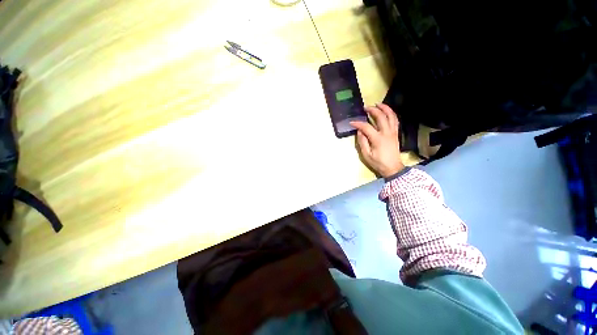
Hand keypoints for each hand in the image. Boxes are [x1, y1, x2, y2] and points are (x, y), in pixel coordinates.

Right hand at [350, 103, 403, 177]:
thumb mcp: (366, 155)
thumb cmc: (378, 163)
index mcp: (378, 139)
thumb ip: (362, 142)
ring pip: (391, 116)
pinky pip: (395, 120)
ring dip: (385, 108)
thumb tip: (359, 132)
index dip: (358, 123)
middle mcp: (387, 133)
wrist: (393, 168)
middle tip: (366, 108)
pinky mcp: (396, 133)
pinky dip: (391, 114)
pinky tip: (387, 112)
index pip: (366, 127)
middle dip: (373, 110)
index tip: (352, 122)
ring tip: (378, 104)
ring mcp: (393, 132)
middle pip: (381, 117)